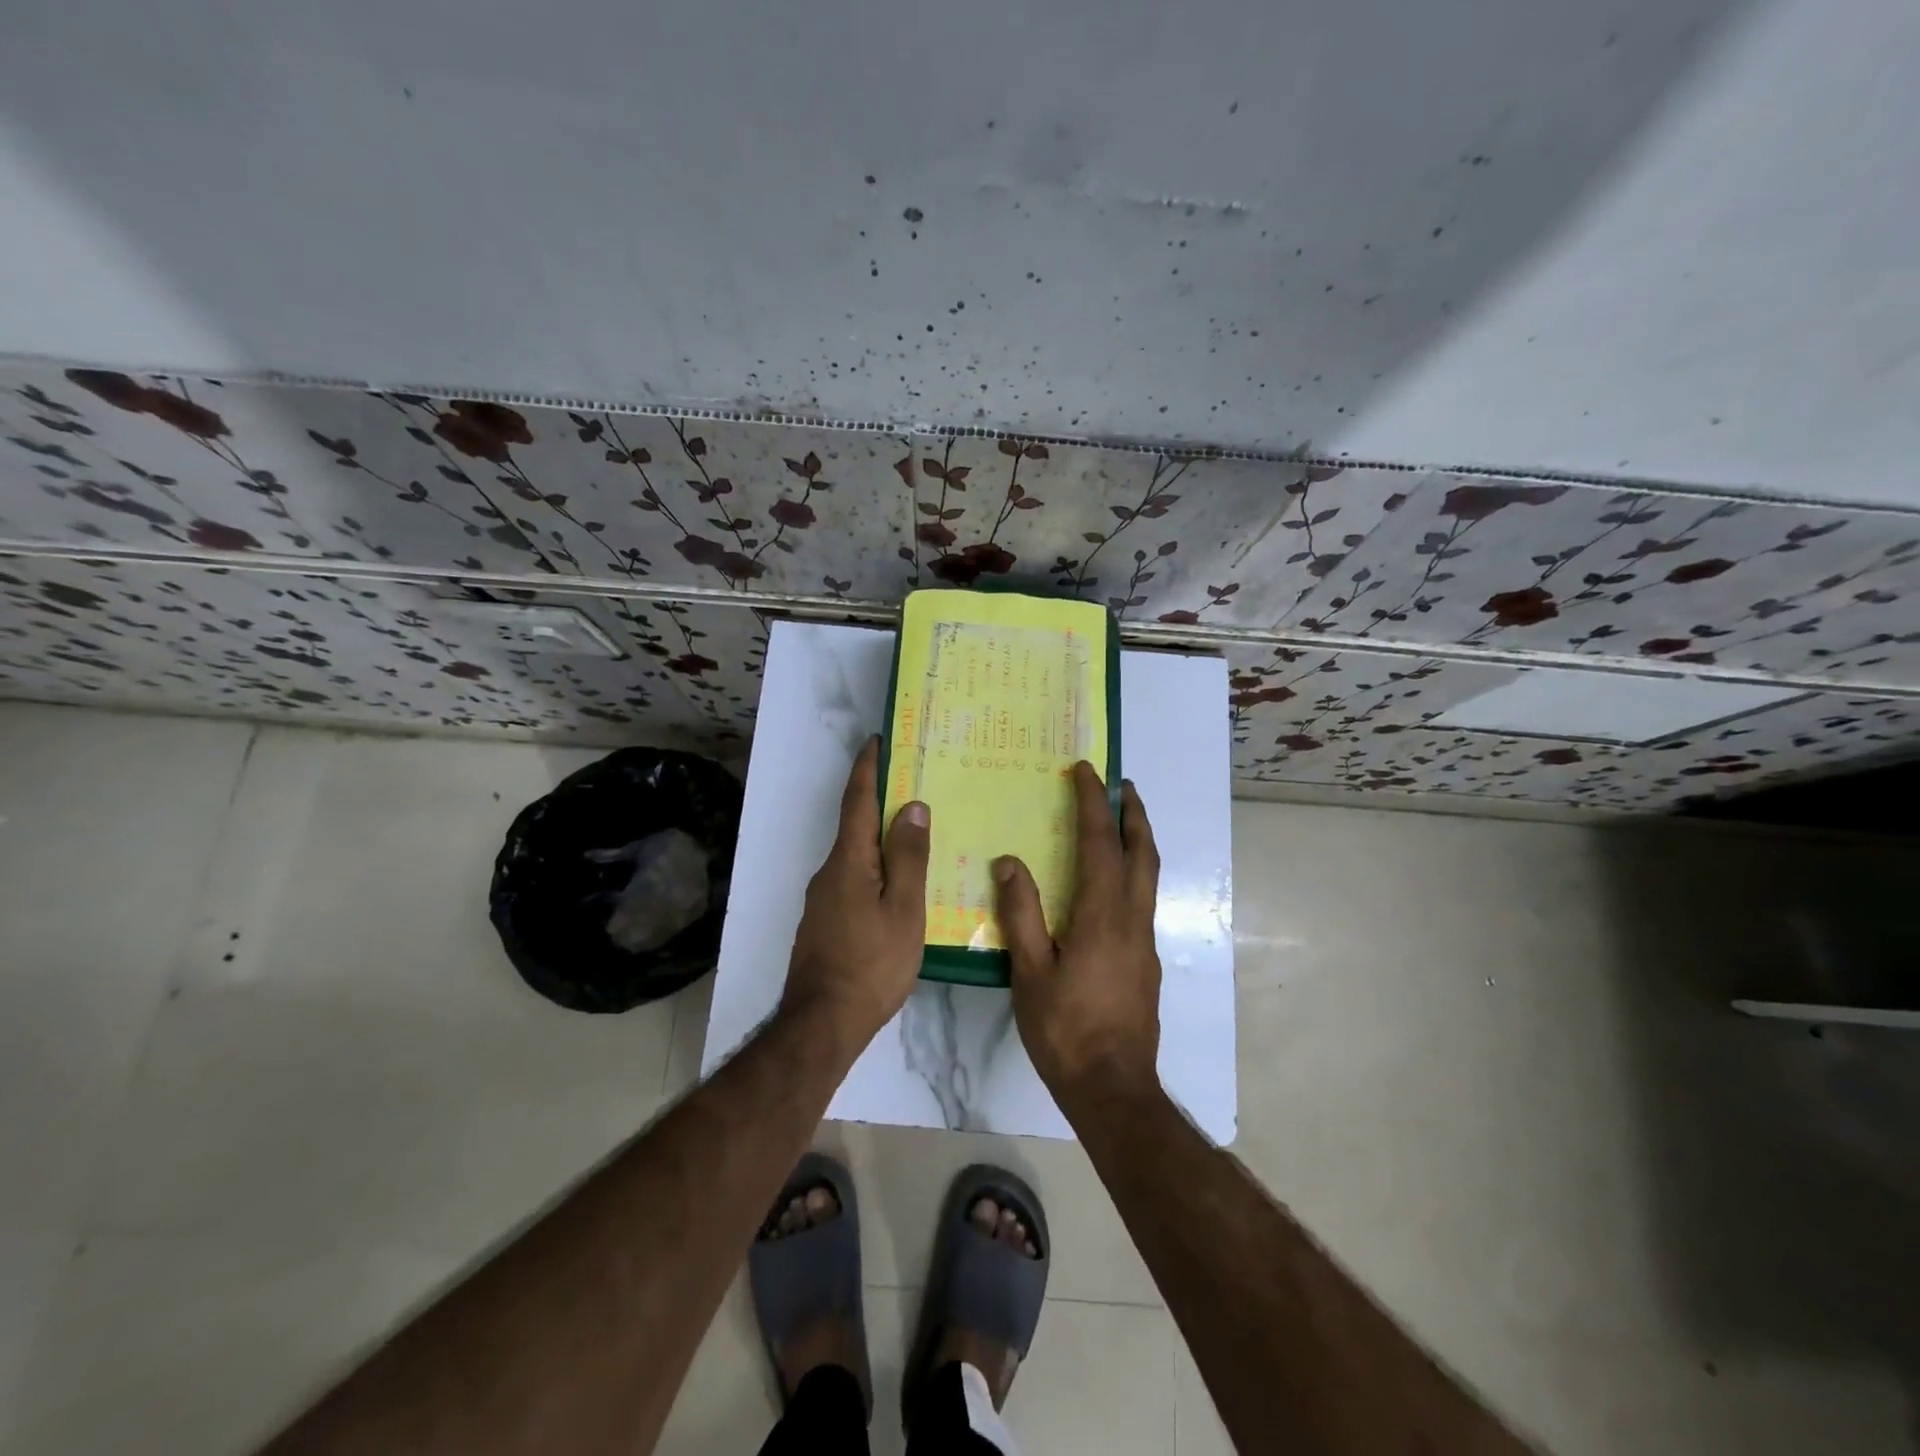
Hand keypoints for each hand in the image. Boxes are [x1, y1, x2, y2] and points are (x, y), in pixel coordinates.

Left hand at [781, 736, 930, 1050]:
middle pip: (855, 826)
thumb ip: (908, 857)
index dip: (867, 769)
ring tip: (917, 837)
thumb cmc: (871, 963)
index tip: (878, 741)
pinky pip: (854, 881)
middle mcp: (829, 872)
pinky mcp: (826, 923)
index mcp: (848, 861)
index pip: (856, 801)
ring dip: (881, 839)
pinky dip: (876, 869)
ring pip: (856, 857)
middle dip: (880, 802)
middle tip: (915, 787)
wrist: (823, 1023)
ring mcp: (823, 900)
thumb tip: (911, 807)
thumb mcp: (903, 909)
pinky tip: (899, 886)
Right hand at [993, 762, 1161, 1106]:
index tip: (1085, 772)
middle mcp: (1132, 919)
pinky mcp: (1146, 961)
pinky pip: (1143, 899)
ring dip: (1138, 840)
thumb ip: (1021, 914)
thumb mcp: (1031, 972)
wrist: (1114, 1088)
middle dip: (1133, 814)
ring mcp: (1145, 941)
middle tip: (1121, 785)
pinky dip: (1133, 872)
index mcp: (1103, 916)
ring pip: (1149, 876)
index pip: (1100, 844)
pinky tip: (1111, 886)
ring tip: (1121, 821)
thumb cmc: (1066, 1030)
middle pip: (1142, 852)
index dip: (1092, 804)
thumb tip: (1010, 862)